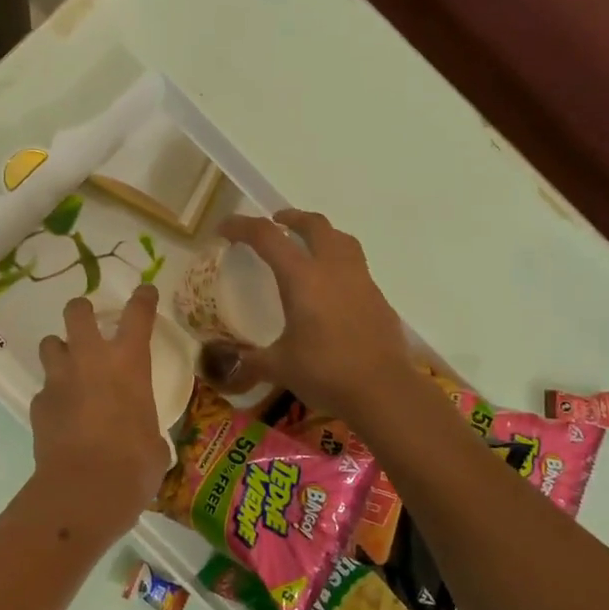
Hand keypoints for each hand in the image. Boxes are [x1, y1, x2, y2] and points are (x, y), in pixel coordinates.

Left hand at [20, 286, 169, 548]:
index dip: (143, 299)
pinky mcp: (38, 404)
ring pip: (51, 344)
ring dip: (61, 351)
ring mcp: (59, 380)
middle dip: (82, 311)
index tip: (145, 291)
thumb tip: (145, 441)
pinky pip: (44, 389)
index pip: (138, 314)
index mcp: (128, 363)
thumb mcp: (154, 444)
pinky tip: (62, 416)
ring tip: (70, 369)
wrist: (84, 490)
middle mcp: (90, 360)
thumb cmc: (134, 465)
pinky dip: (53, 397)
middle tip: (89, 323)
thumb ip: (147, 429)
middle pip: (77, 312)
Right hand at [216, 210, 422, 425]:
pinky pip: (356, 267)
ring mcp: (361, 281)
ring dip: (321, 234)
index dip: (242, 226)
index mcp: (302, 278)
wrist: (384, 391)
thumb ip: (253, 360)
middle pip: (314, 225)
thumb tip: (232, 363)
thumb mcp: (279, 367)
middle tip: (276, 223)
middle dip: (291, 218)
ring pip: (342, 240)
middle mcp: (333, 269)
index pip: (267, 237)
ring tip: (307, 246)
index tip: (224, 228)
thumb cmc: (326, 372)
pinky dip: (338, 264)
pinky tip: (330, 289)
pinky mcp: (378, 298)